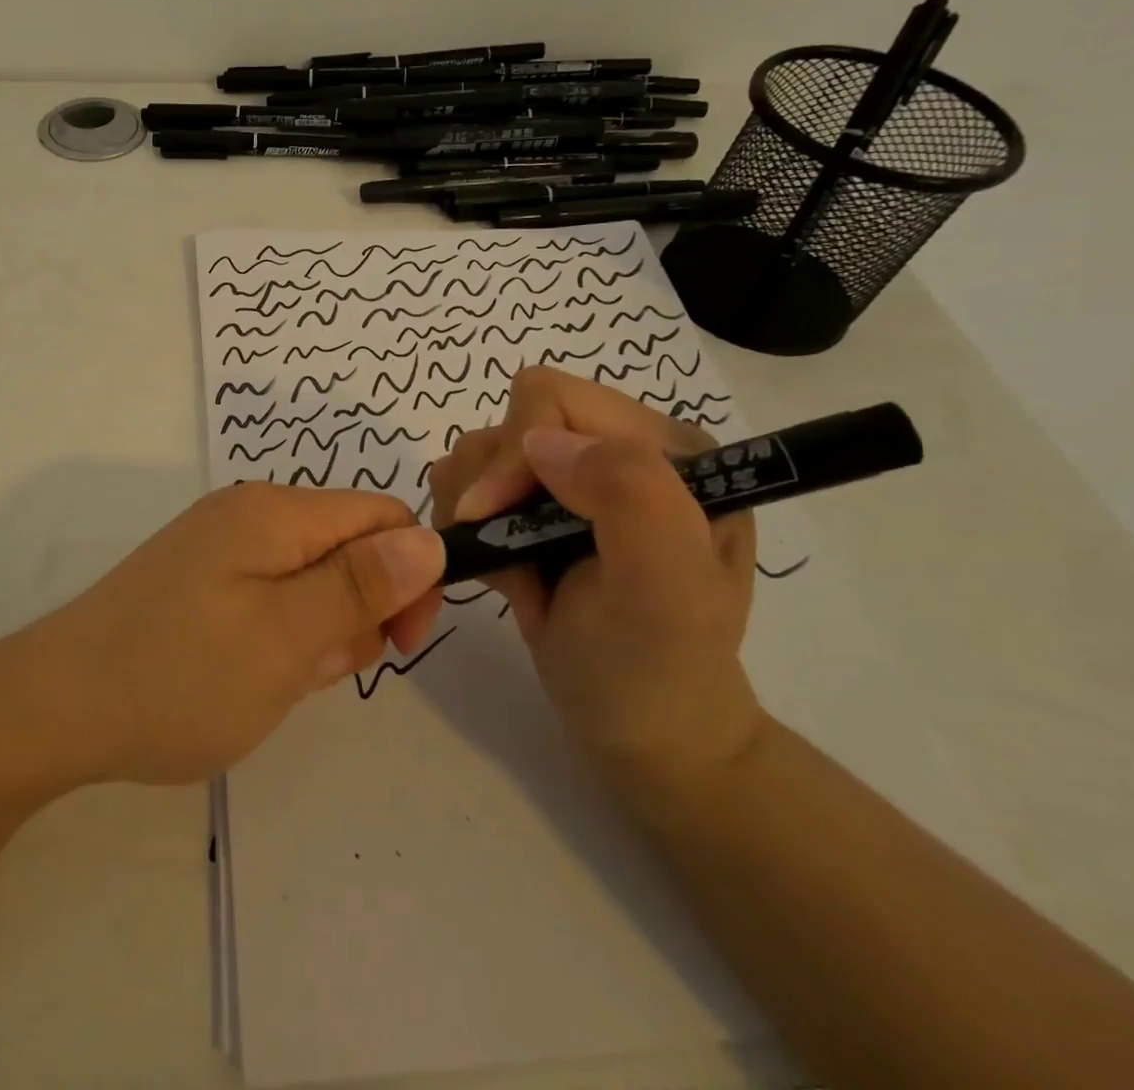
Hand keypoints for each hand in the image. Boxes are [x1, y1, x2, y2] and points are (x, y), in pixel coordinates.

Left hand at [23, 484, 444, 784]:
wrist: (56, 708)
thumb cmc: (180, 674)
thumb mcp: (286, 636)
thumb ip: (361, 585)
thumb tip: (429, 539)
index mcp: (275, 512)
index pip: (382, 516)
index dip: (410, 574)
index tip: (399, 642)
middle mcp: (249, 515)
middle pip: (347, 549)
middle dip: (355, 612)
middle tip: (312, 669)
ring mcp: (219, 549)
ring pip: (310, 582)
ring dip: (315, 634)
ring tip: (272, 680)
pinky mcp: (200, 582)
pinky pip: (269, 600)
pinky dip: (277, 640)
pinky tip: (245, 677)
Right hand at [427, 367, 763, 801]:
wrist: (642, 732)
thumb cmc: (657, 670)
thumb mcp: (666, 592)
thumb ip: (629, 497)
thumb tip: (540, 440)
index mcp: (667, 449)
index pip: (554, 400)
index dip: (513, 453)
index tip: (491, 518)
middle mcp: (618, 448)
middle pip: (509, 418)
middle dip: (488, 484)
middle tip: (496, 548)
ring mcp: (573, 476)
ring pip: (480, 447)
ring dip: (472, 507)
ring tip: (507, 569)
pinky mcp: (534, 503)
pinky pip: (468, 481)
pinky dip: (465, 524)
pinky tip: (503, 572)